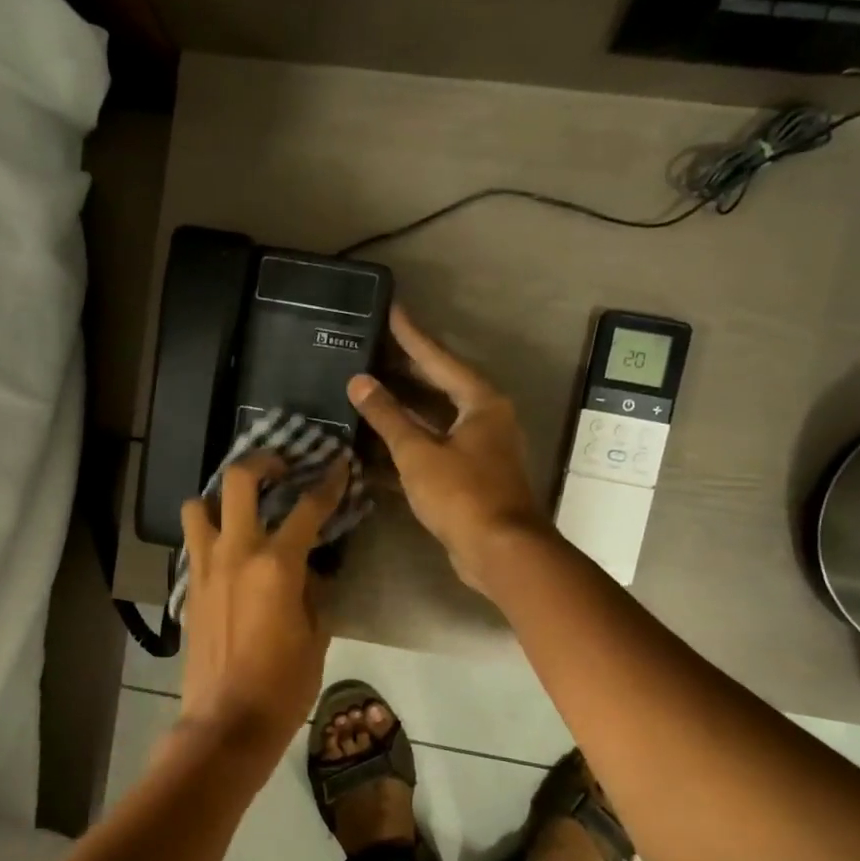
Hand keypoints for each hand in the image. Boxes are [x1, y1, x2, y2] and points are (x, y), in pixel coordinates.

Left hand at [177, 453, 348, 753]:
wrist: (226, 722)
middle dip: (262, 461)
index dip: (328, 483)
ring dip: (219, 497)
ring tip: (240, 506)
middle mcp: (236, 553)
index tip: (338, 465)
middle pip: (239, 481)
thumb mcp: (317, 636)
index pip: (308, 508)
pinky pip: (194, 544)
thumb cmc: (283, 685)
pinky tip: (227, 550)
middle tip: (280, 464)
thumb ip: (316, 593)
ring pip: (198, 506)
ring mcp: (205, 568)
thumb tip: (312, 570)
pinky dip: (208, 534)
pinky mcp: (188, 588)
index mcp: (277, 565)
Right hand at [348, 305, 550, 591]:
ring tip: (368, 393)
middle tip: (374, 351)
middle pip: (440, 386)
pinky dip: (408, 447)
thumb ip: (387, 416)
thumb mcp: (419, 452)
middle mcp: (486, 419)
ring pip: (435, 421)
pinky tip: (376, 448)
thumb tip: (360, 382)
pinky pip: (434, 450)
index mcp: (481, 402)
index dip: (412, 335)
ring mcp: (480, 450)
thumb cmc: (463, 493)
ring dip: (403, 412)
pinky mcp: (471, 478)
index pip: (439, 358)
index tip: (392, 310)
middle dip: (407, 371)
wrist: (499, 551)